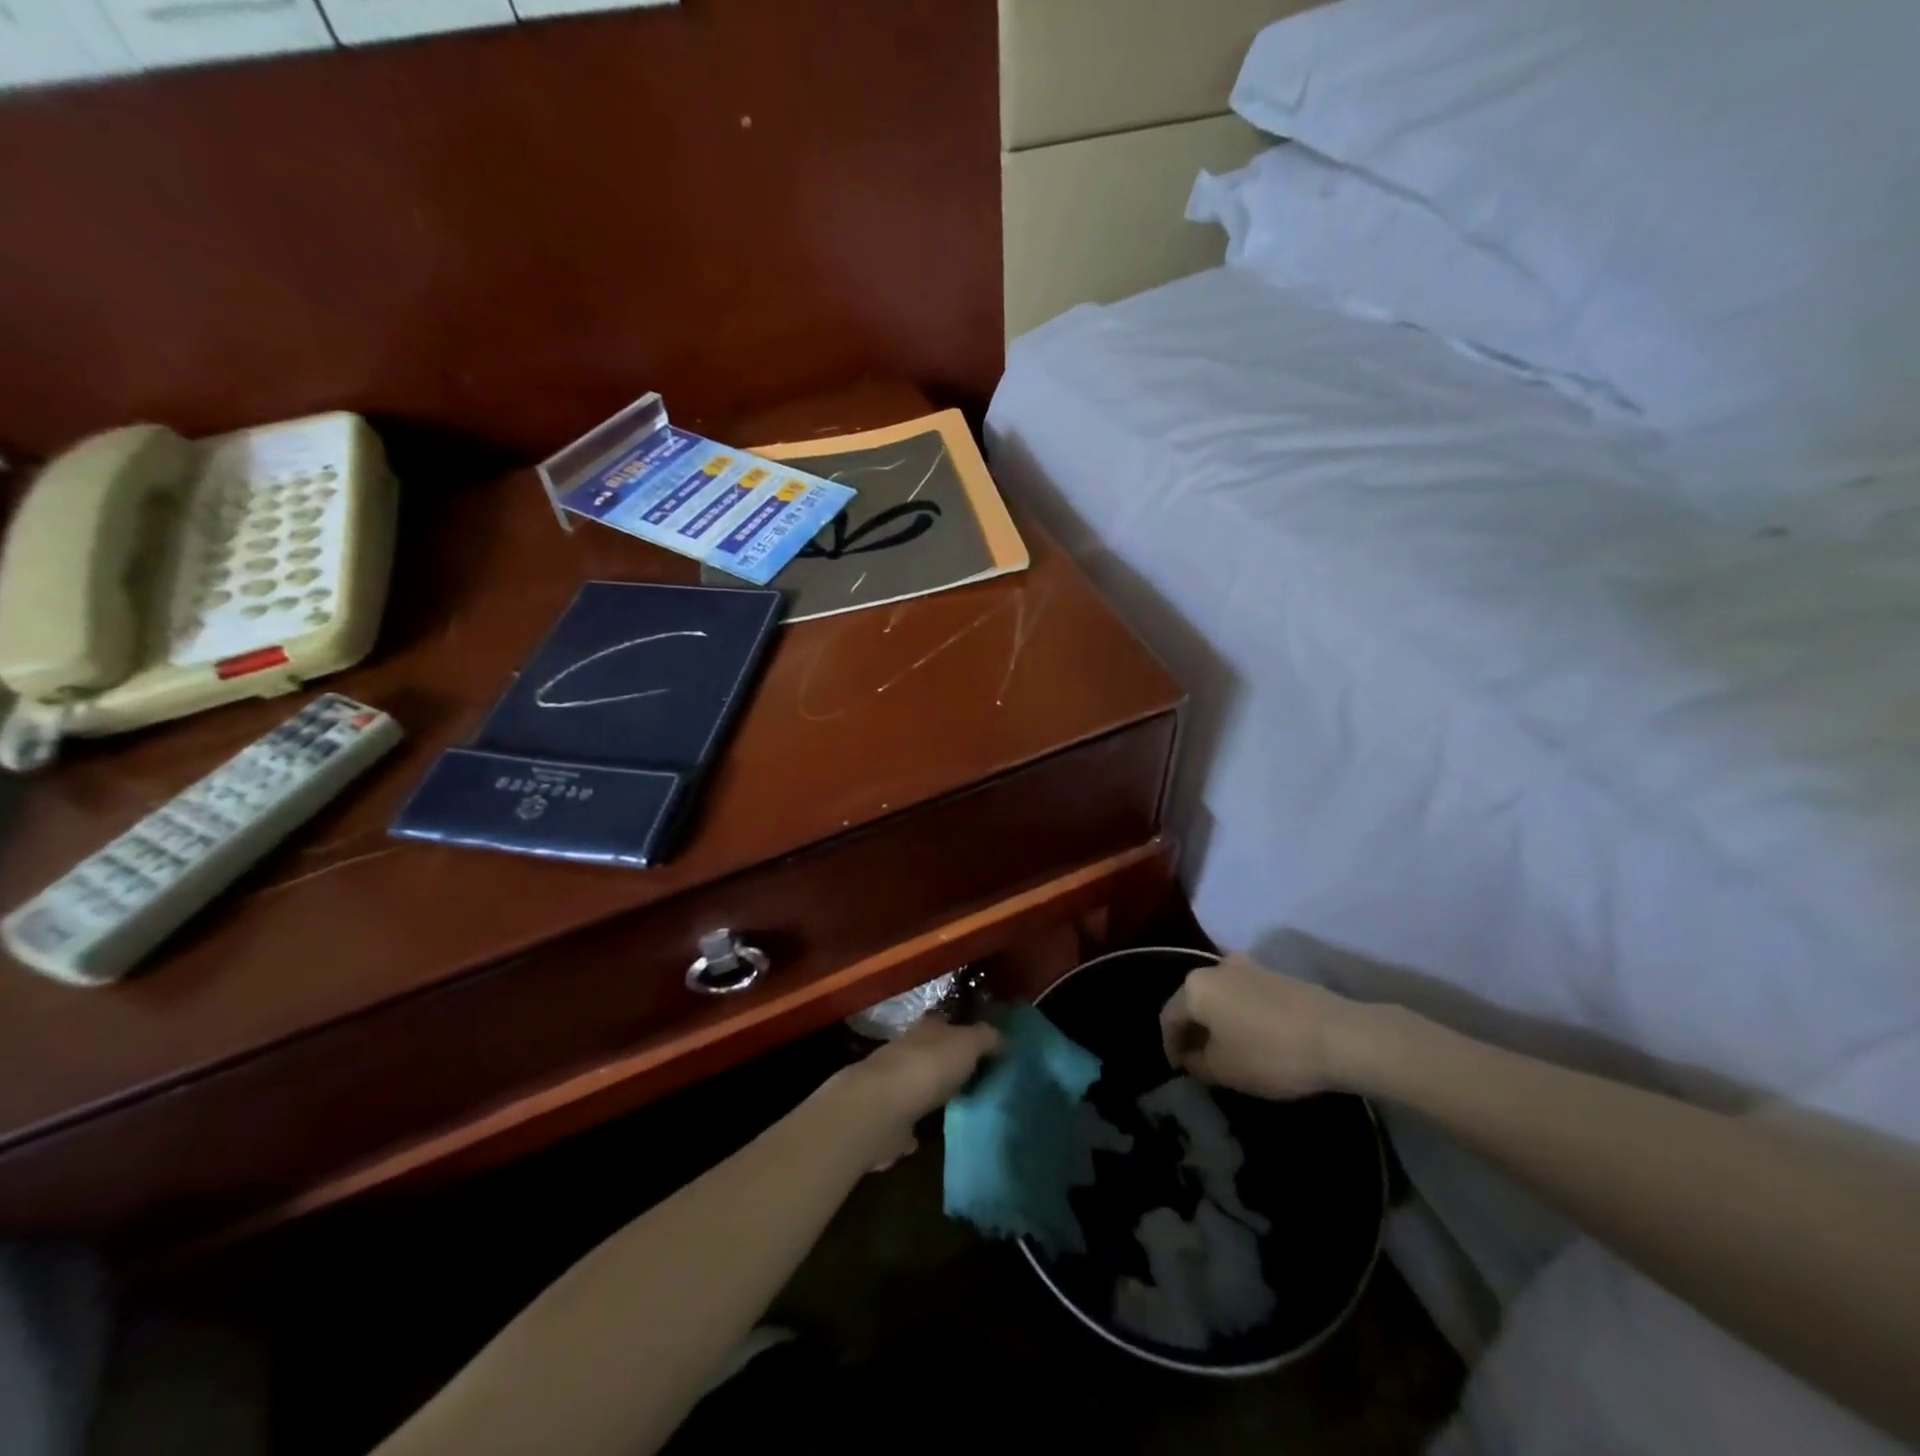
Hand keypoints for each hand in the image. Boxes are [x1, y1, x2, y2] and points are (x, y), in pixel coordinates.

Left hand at [838, 1015, 1000, 1166]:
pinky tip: (930, 1135)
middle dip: (950, 1062)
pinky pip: (908, 1119)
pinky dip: (917, 1125)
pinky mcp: (888, 1119)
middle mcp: (907, 1051)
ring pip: (920, 1084)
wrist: (880, 1109)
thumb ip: (986, 1039)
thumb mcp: (967, 1044)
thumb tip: (1003, 1039)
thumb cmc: (928, 1067)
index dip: (964, 1029)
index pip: (947, 1022)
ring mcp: (894, 1085)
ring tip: (961, 1106)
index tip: (985, 1044)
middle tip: (978, 1077)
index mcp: (926, 1029)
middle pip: (933, 1053)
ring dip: (934, 1093)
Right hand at [1159, 952, 1376, 1099]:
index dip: (1169, 1046)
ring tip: (1227, 1051)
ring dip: (1217, 1022)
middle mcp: (1215, 968)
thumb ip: (1197, 1063)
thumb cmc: (1270, 1053)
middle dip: (1193, 1031)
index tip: (1179, 1071)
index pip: (1168, 1017)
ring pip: (1220, 997)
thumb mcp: (1224, 1070)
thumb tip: (1191, 1056)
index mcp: (1194, 987)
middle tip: (1199, 1061)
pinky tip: (1254, 1038)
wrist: (1340, 1036)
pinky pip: (1243, 996)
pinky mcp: (1275, 975)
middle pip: (1193, 1002)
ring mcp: (1247, 967)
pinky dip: (1239, 1016)